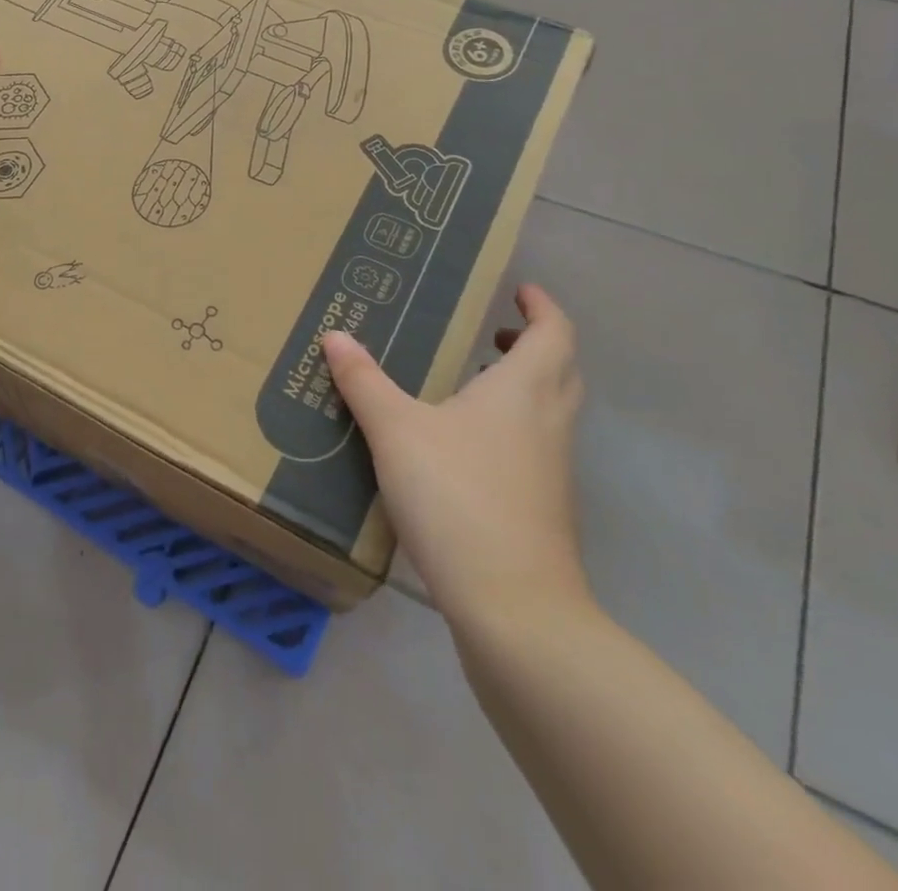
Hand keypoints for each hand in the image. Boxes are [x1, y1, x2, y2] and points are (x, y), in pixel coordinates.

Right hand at [324, 285, 588, 623]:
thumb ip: (364, 382)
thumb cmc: (457, 496)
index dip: (542, 306)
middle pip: (561, 368)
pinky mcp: (545, 509)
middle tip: (493, 336)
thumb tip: (335, 336)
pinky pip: (537, 448)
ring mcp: (554, 470)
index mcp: (525, 390)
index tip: (519, 291)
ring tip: (473, 385)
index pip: (555, 331)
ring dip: (524, 388)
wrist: (513, 607)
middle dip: (534, 344)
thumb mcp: (395, 431)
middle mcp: (549, 422)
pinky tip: (466, 449)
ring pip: (551, 411)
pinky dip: (514, 429)